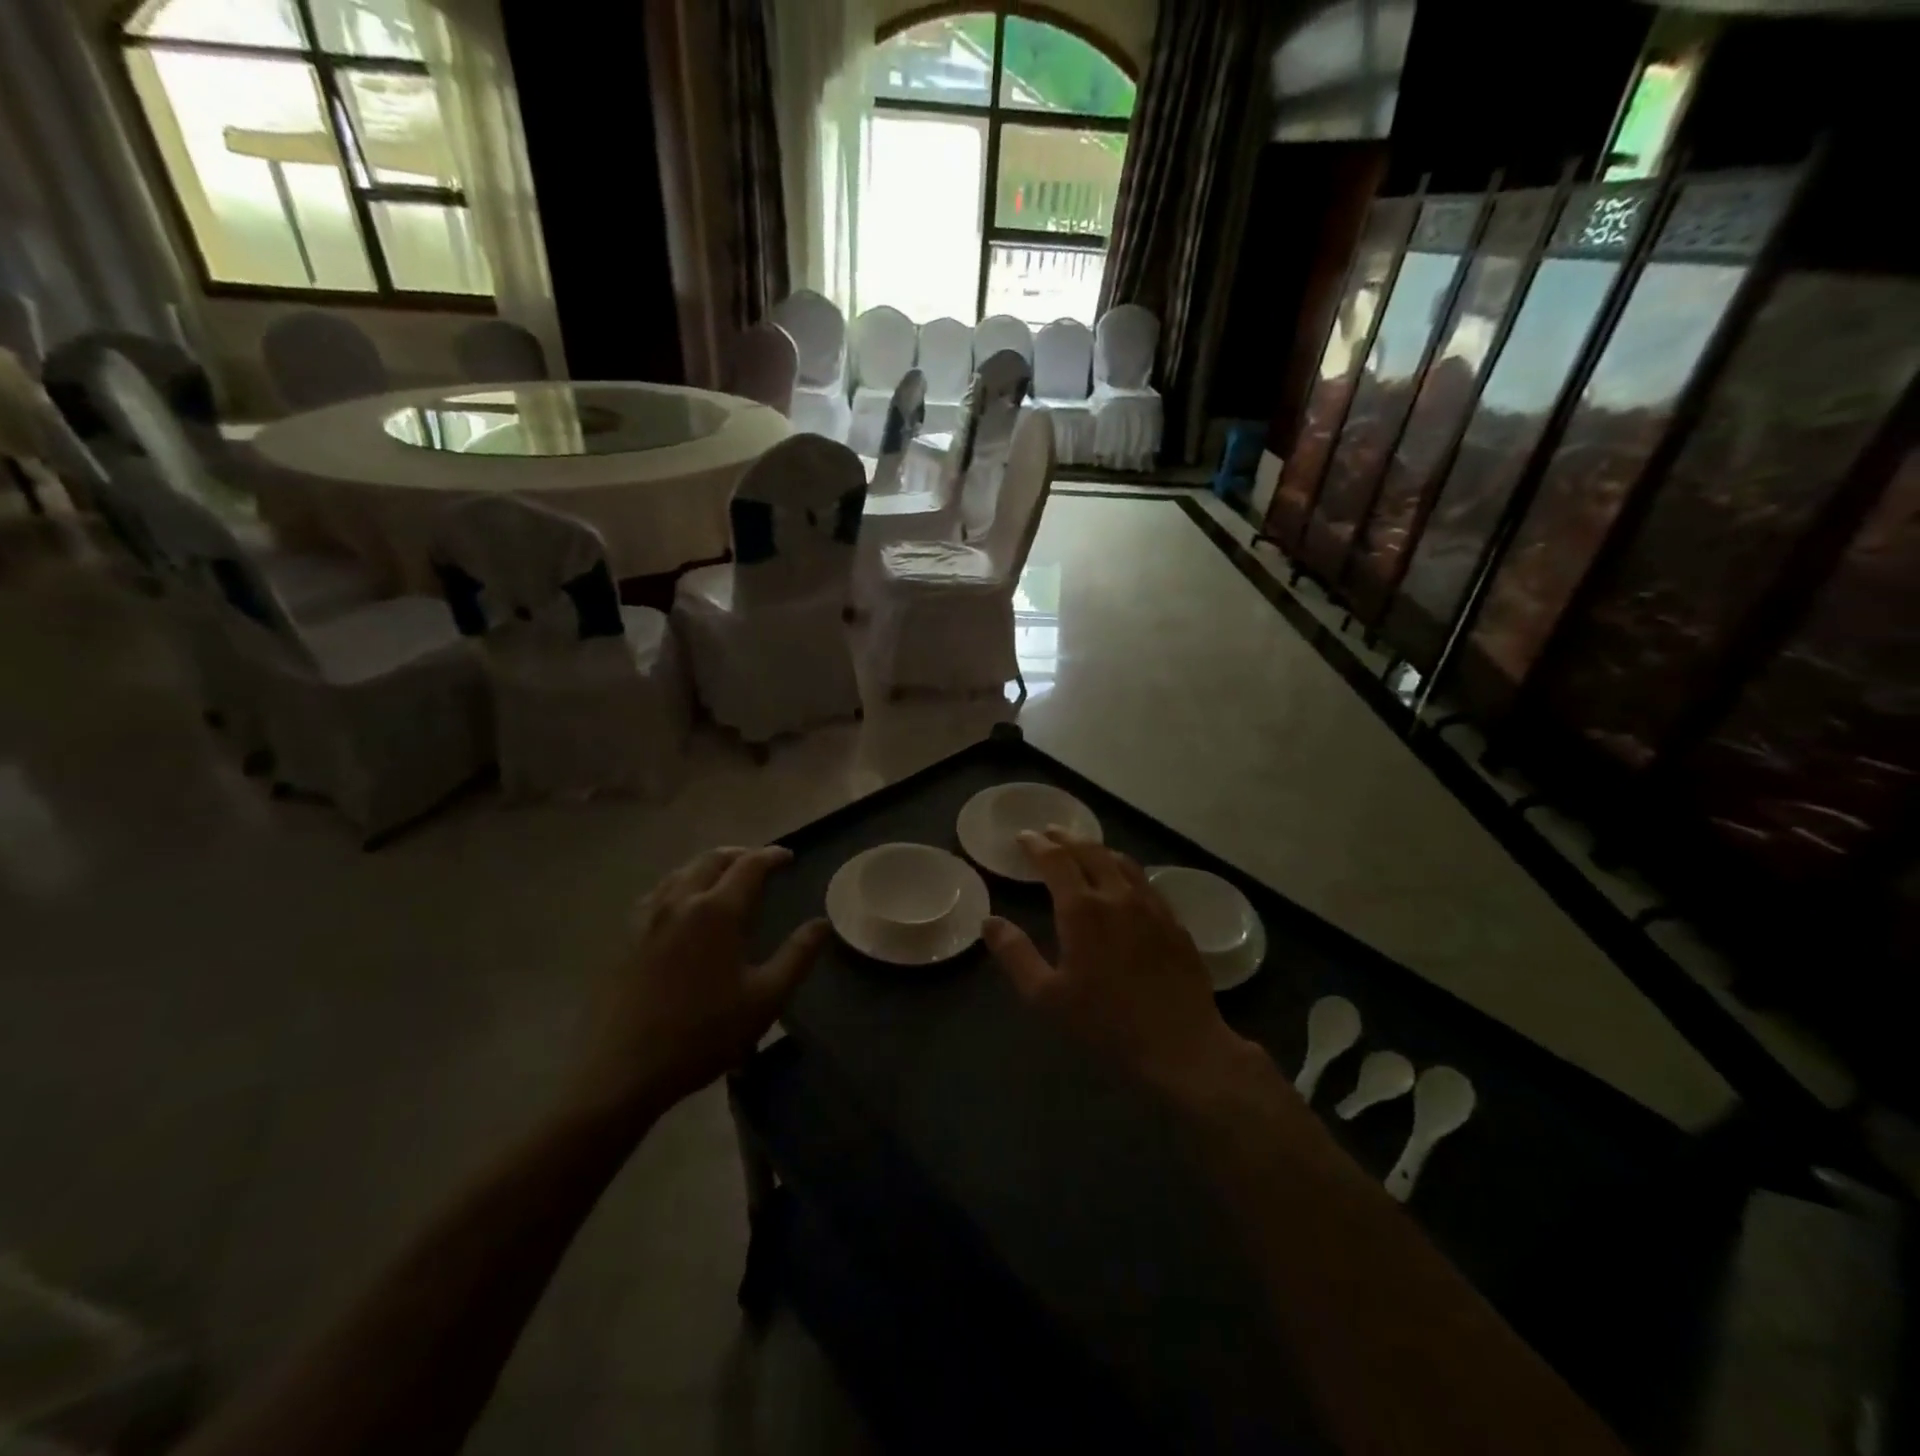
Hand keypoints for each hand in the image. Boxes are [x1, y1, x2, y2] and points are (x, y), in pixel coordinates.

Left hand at [565, 846, 828, 1124]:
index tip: (788, 857)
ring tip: (724, 877)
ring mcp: (648, 918)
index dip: (772, 856)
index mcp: (718, 911)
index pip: (750, 866)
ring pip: (681, 872)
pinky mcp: (626, 937)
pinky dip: (680, 884)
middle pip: (712, 860)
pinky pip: (658, 893)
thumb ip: (797, 956)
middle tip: (759, 862)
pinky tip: (682, 905)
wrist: (624, 1069)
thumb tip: (822, 924)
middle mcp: (681, 901)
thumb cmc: (704, 1034)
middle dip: (740, 854)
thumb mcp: (765, 998)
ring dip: (708, 866)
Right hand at [982, 830, 1266, 1102]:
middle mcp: (1118, 896)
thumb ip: (1015, 955)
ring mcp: (1151, 906)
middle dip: (1066, 838)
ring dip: (1098, 849)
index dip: (1036, 845)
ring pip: (1122, 862)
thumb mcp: (1046, 996)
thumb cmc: (1105, 1023)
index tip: (1022, 837)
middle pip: (1090, 851)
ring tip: (1084, 849)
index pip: (1055, 860)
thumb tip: (990, 922)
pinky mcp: (1174, 922)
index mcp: (1082, 909)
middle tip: (1050, 832)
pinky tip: (1125, 882)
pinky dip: (1125, 870)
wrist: (1181, 1046)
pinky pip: (1145, 881)